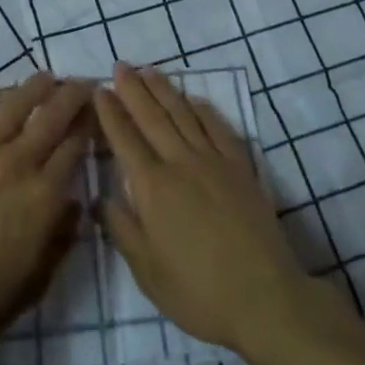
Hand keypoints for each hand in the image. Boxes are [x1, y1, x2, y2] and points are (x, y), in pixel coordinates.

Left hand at [0, 72, 91, 364]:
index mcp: (44, 195)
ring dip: (33, 87)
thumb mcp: (37, 280)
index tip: (95, 111)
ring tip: (45, 77)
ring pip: (15, 105)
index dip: (88, 124)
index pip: (74, 147)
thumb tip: (75, 204)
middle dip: (71, 95)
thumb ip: (61, 239)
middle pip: (52, 117)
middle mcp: (19, 163)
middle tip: (81, 82)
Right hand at [95, 63, 313, 355]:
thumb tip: (100, 197)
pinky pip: (218, 127)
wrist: (265, 298)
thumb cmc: (199, 292)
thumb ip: (122, 229)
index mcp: (153, 187)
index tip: (99, 89)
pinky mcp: (240, 167)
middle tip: (120, 65)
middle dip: (133, 89)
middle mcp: (180, 163)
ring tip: (149, 70)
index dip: (110, 112)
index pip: (125, 139)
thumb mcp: (147, 272)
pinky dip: (202, 108)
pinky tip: (193, 99)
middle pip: (152, 116)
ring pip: (183, 114)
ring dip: (164, 89)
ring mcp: (213, 161)